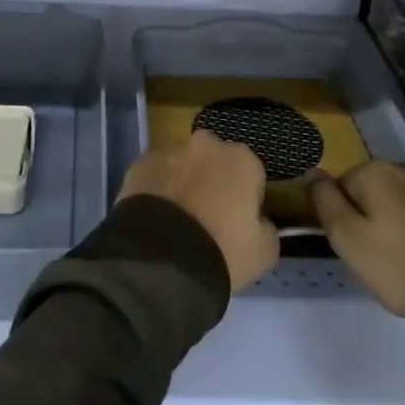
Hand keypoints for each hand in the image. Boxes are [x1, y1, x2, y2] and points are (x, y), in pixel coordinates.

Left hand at [118, 132, 277, 290]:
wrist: (162, 260)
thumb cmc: (223, 251)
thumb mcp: (264, 251)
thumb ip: (266, 226)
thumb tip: (257, 220)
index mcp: (242, 159)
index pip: (251, 174)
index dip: (246, 199)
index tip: (238, 222)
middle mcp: (205, 145)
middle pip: (214, 161)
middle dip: (212, 181)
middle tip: (207, 217)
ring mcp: (168, 151)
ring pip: (181, 165)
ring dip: (182, 183)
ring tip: (175, 221)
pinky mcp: (138, 165)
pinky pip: (154, 176)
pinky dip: (155, 191)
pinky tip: (153, 219)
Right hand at [311, 162, 404, 323]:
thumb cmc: (402, 267)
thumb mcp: (347, 238)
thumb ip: (324, 200)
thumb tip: (312, 172)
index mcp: (376, 171)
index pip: (338, 185)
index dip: (340, 216)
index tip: (352, 246)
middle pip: (369, 189)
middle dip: (367, 215)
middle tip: (375, 256)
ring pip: (397, 200)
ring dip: (393, 221)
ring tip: (401, 259)